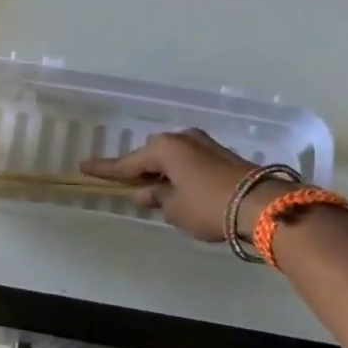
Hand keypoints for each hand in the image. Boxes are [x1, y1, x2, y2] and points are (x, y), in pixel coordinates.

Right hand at [82, 128, 284, 242]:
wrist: (263, 206)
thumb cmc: (209, 206)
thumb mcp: (175, 208)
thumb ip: (157, 198)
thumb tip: (147, 192)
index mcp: (164, 148)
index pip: (127, 162)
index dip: (106, 169)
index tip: (84, 167)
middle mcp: (183, 139)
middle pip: (152, 153)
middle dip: (140, 168)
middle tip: (128, 185)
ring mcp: (205, 144)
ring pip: (173, 157)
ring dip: (163, 171)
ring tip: (156, 191)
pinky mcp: (222, 156)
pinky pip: (189, 162)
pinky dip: (180, 173)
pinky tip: (179, 188)